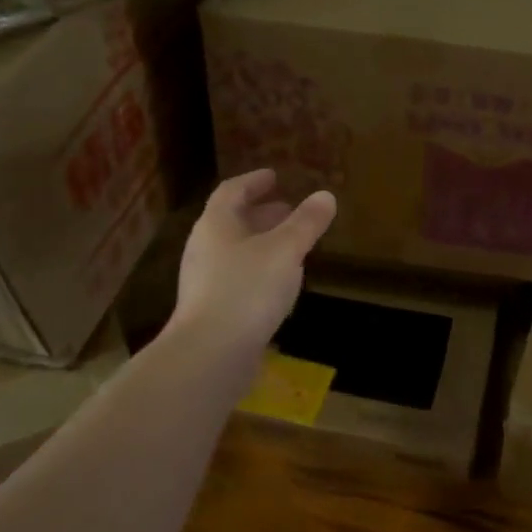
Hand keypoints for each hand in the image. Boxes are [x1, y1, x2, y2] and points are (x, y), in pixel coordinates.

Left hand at [167, 170, 336, 362]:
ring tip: (291, 246)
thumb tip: (326, 196)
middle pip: (232, 222)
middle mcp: (205, 249)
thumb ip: (306, 223)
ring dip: (262, 244)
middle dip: (261, 214)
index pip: (232, 191)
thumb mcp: (285, 250)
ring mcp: (205, 282)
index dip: (253, 182)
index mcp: (216, 225)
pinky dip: (259, 271)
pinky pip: (237, 279)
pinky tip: (280, 285)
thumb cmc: (247, 290)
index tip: (274, 176)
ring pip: (236, 252)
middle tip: (287, 209)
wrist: (210, 355)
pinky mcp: (212, 311)